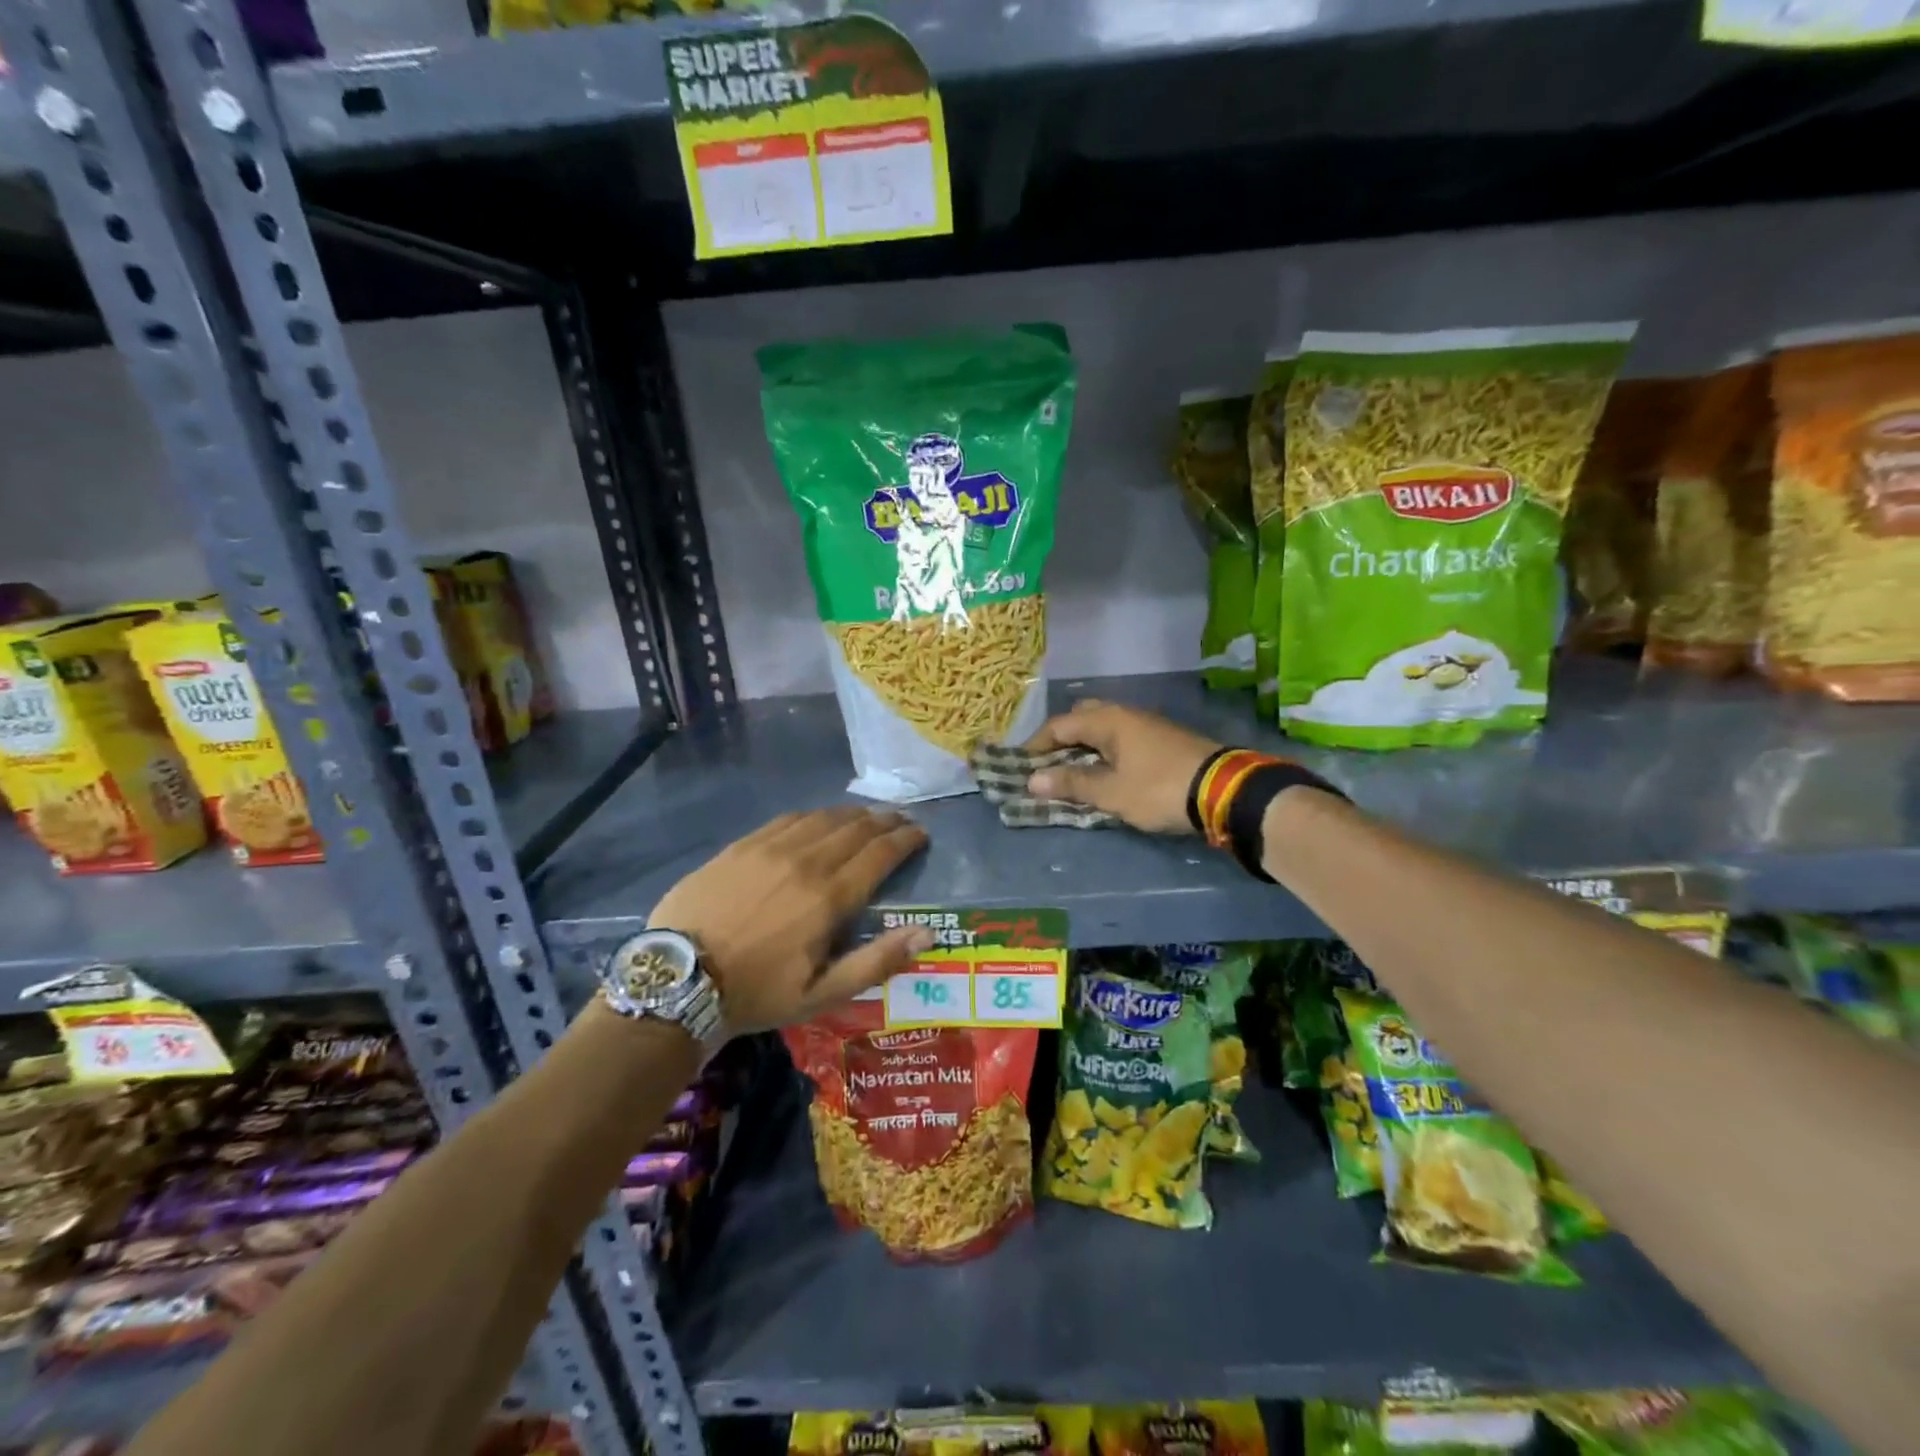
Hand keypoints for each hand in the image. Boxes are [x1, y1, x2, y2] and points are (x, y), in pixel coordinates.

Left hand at [650, 808, 930, 1032]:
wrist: (679, 979)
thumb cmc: (757, 992)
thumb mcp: (821, 994)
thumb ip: (876, 961)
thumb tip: (927, 933)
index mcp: (829, 897)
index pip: (880, 854)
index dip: (905, 840)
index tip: (921, 834)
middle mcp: (806, 861)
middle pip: (856, 828)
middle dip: (885, 821)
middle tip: (901, 820)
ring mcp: (771, 848)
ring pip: (824, 817)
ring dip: (853, 814)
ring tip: (868, 815)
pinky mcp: (742, 845)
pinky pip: (788, 818)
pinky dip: (814, 815)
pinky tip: (818, 819)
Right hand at [1024, 700, 1221, 834]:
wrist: (1224, 790)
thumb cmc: (1159, 789)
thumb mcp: (1112, 792)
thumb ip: (1072, 784)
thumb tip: (1033, 780)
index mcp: (1107, 720)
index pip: (1059, 725)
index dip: (1036, 745)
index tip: (1021, 766)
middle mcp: (1125, 714)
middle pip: (1082, 718)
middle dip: (1061, 739)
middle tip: (1048, 765)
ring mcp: (1147, 724)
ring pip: (1104, 728)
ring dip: (1084, 746)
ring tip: (1073, 772)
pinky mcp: (1163, 739)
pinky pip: (1121, 738)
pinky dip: (1105, 751)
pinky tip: (1106, 772)